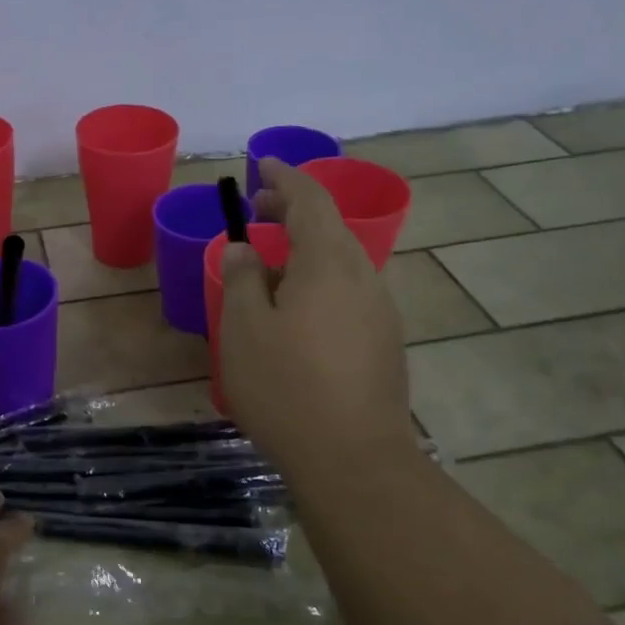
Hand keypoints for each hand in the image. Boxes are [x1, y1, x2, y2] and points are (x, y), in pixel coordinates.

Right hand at [218, 156, 414, 474]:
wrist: (355, 461)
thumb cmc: (287, 388)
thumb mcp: (244, 329)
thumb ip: (241, 279)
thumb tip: (243, 250)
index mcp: (329, 263)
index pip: (310, 199)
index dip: (284, 176)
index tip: (260, 163)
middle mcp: (363, 278)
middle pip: (330, 228)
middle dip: (293, 211)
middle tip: (256, 210)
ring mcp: (380, 313)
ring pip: (340, 263)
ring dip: (305, 251)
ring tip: (267, 267)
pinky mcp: (384, 344)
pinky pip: (347, 294)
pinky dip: (318, 282)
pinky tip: (295, 314)